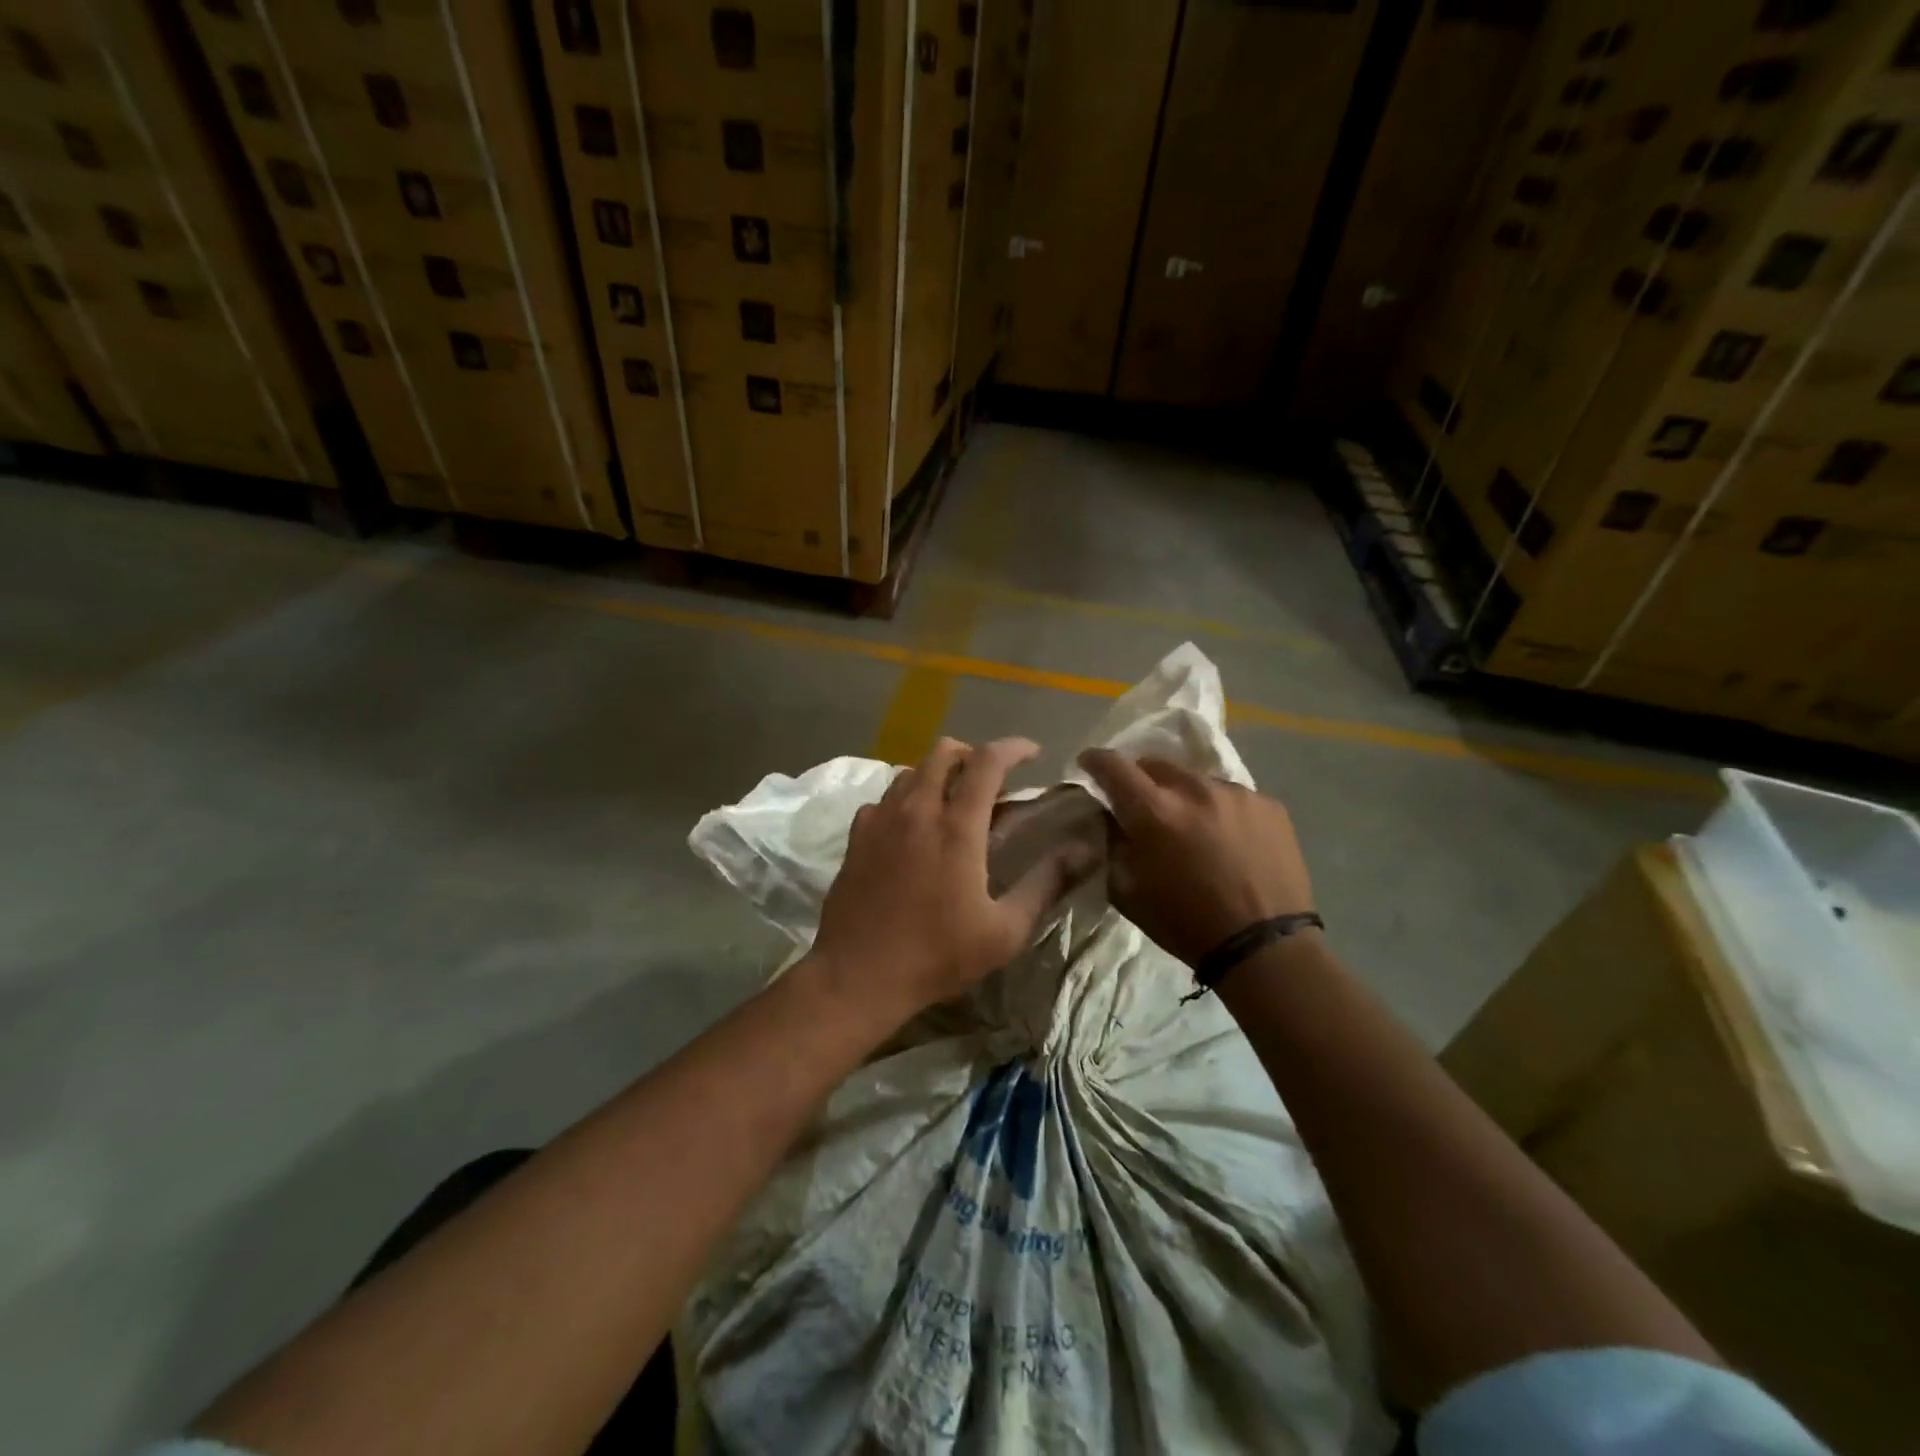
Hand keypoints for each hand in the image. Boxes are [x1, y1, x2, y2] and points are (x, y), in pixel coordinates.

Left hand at [811, 737, 1094, 1023]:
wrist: (858, 976)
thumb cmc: (937, 956)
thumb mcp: (1005, 931)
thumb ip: (1046, 884)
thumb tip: (1084, 852)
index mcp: (957, 827)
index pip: (988, 762)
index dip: (1014, 748)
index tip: (1033, 753)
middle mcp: (917, 810)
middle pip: (943, 752)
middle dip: (973, 754)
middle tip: (991, 781)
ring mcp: (880, 819)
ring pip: (911, 771)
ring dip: (938, 774)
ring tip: (954, 803)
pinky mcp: (856, 836)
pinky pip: (884, 798)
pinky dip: (906, 799)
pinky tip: (913, 828)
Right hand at [1077, 749, 1313, 966]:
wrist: (1265, 948)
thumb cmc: (1186, 924)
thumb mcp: (1128, 892)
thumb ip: (1111, 846)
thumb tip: (1108, 819)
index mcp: (1154, 811)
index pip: (1114, 766)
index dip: (1095, 761)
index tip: (1089, 764)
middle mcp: (1195, 789)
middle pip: (1156, 765)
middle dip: (1142, 780)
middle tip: (1143, 805)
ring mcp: (1236, 794)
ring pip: (1196, 780)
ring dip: (1184, 796)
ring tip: (1192, 826)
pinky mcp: (1269, 805)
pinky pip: (1232, 796)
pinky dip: (1220, 810)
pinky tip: (1228, 840)